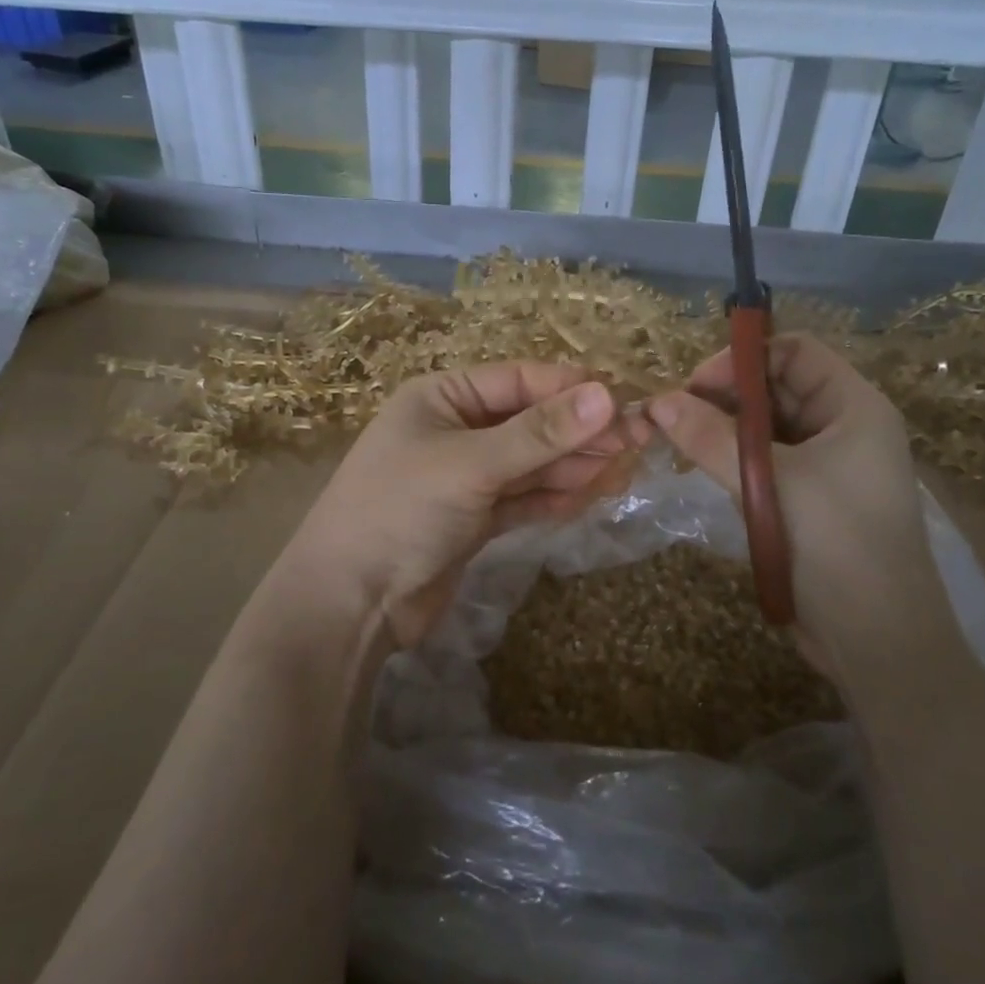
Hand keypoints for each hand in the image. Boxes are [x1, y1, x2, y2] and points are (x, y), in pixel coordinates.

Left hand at [286, 363, 639, 646]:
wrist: (349, 603)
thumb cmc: (400, 511)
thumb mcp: (471, 465)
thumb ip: (540, 434)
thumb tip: (608, 396)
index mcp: (442, 397)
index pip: (519, 380)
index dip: (571, 390)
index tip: (623, 403)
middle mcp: (454, 430)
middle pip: (529, 422)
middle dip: (578, 433)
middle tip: (635, 442)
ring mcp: (465, 477)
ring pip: (530, 463)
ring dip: (572, 466)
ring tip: (622, 470)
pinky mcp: (474, 519)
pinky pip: (523, 498)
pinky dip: (553, 497)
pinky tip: (590, 496)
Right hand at [648, 335, 951, 670]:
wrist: (878, 641)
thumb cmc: (836, 544)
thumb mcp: (770, 482)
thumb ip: (711, 437)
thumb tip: (657, 401)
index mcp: (854, 407)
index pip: (794, 351)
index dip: (742, 359)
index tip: (693, 387)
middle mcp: (843, 428)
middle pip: (776, 388)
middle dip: (724, 396)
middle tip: (672, 418)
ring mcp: (826, 467)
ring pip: (766, 429)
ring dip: (723, 431)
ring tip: (678, 445)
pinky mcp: (807, 501)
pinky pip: (764, 464)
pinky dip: (732, 462)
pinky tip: (702, 472)